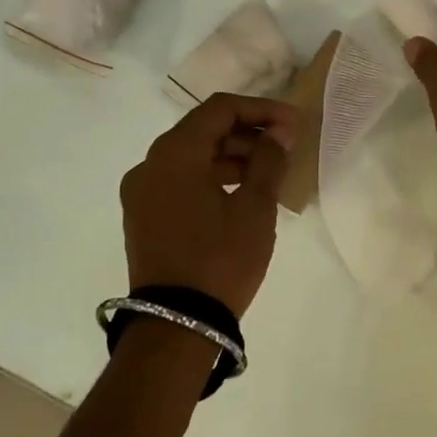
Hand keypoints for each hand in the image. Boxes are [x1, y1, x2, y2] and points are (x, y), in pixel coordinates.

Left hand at [119, 94, 297, 318]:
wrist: (176, 327)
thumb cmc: (220, 260)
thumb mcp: (255, 208)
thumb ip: (268, 160)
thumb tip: (278, 133)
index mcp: (174, 153)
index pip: (220, 109)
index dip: (261, 109)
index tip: (293, 123)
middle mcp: (150, 164)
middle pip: (204, 130)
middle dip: (248, 132)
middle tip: (286, 145)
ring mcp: (142, 192)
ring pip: (192, 156)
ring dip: (231, 156)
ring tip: (270, 170)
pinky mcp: (144, 216)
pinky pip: (181, 180)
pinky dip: (212, 177)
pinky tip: (243, 192)